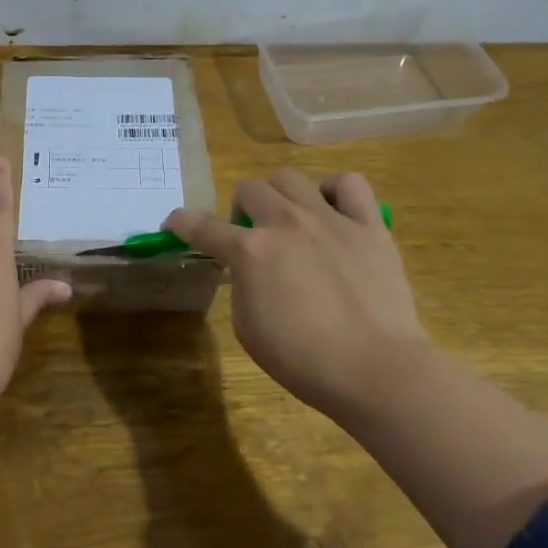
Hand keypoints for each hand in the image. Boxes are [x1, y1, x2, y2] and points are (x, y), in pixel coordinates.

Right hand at [165, 170, 424, 421]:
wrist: (374, 368)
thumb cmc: (303, 359)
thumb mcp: (248, 327)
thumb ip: (242, 286)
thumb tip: (251, 271)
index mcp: (250, 251)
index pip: (201, 226)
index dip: (181, 223)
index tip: (174, 224)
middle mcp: (285, 222)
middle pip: (249, 188)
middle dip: (240, 209)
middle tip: (250, 236)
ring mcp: (330, 219)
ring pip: (291, 179)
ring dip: (279, 196)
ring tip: (289, 221)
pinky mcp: (369, 225)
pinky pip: (350, 184)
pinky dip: (334, 191)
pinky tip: (333, 212)